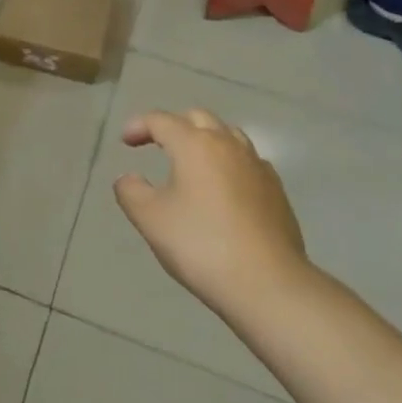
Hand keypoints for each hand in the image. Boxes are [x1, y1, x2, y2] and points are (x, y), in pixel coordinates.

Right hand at [114, 110, 311, 320]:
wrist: (268, 284)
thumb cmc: (202, 245)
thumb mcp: (151, 220)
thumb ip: (131, 192)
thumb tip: (128, 178)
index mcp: (195, 144)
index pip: (161, 120)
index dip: (139, 125)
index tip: (126, 141)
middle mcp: (227, 144)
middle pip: (197, 118)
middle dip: (174, 125)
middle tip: (157, 144)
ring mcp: (256, 165)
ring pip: (227, 134)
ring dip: (205, 138)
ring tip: (192, 161)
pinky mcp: (276, 189)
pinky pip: (247, 160)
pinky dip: (229, 161)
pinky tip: (224, 186)